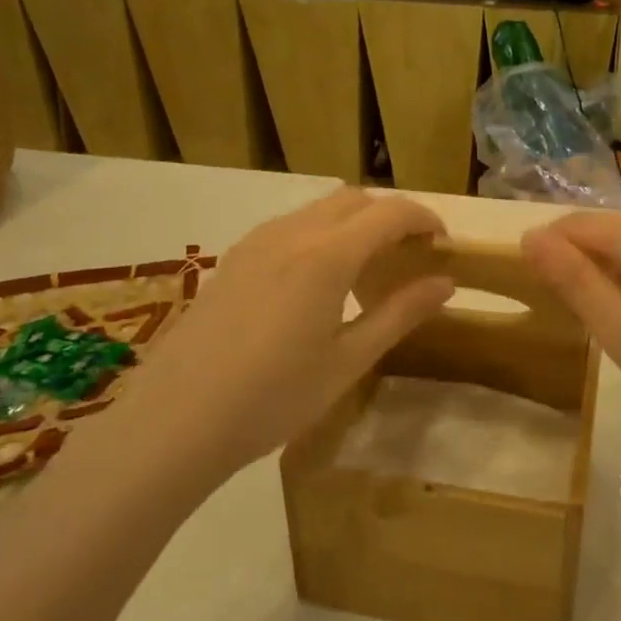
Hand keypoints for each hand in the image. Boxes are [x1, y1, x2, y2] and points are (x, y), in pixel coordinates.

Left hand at [120, 189, 454, 483]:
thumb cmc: (273, 398)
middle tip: (409, 257)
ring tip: (367, 270)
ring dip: (354, 223)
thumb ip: (400, 313)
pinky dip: (321, 234)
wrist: (175, 421)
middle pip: (355, 199)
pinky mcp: (233, 259)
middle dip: (391, 216)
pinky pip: (290, 227)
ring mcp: (256, 242)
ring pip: (319, 209)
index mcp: (327, 255)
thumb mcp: (348, 361)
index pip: (391, 212)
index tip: (443, 245)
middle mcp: (292, 233)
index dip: (424, 219)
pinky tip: (318, 282)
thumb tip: (445, 282)